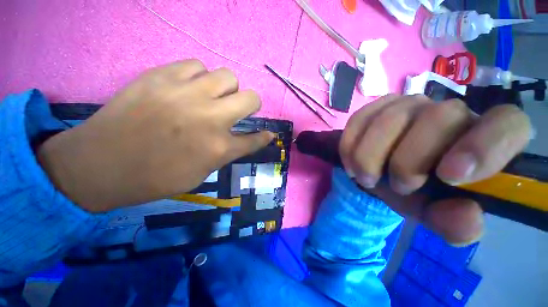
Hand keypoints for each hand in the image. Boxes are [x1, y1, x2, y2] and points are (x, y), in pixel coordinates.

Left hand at [38, 60, 273, 211]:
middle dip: (251, 104)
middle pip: (251, 98)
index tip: (268, 134)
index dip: (264, 136)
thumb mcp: (201, 173)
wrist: (101, 165)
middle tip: (238, 110)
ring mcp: (187, 93)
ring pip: (227, 76)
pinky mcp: (162, 76)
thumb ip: (225, 153)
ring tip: (211, 97)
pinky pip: (195, 65)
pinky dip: (199, 76)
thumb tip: (242, 140)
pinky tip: (188, 87)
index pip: (255, 139)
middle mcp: (210, 118)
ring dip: (226, 89)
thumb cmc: (156, 178)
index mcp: (219, 148)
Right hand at [339, 94, 531, 244]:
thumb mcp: (439, 214)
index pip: (506, 124)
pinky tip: (351, 162)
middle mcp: (451, 111)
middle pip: (436, 118)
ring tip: (366, 178)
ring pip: (388, 118)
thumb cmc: (421, 193)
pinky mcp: (376, 107)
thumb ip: (456, 222)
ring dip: (368, 156)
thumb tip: (465, 219)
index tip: (450, 176)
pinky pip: (359, 120)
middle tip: (397, 187)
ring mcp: (409, 104)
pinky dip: (350, 145)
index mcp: (485, 139)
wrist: (386, 174)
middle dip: (407, 160)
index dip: (483, 146)